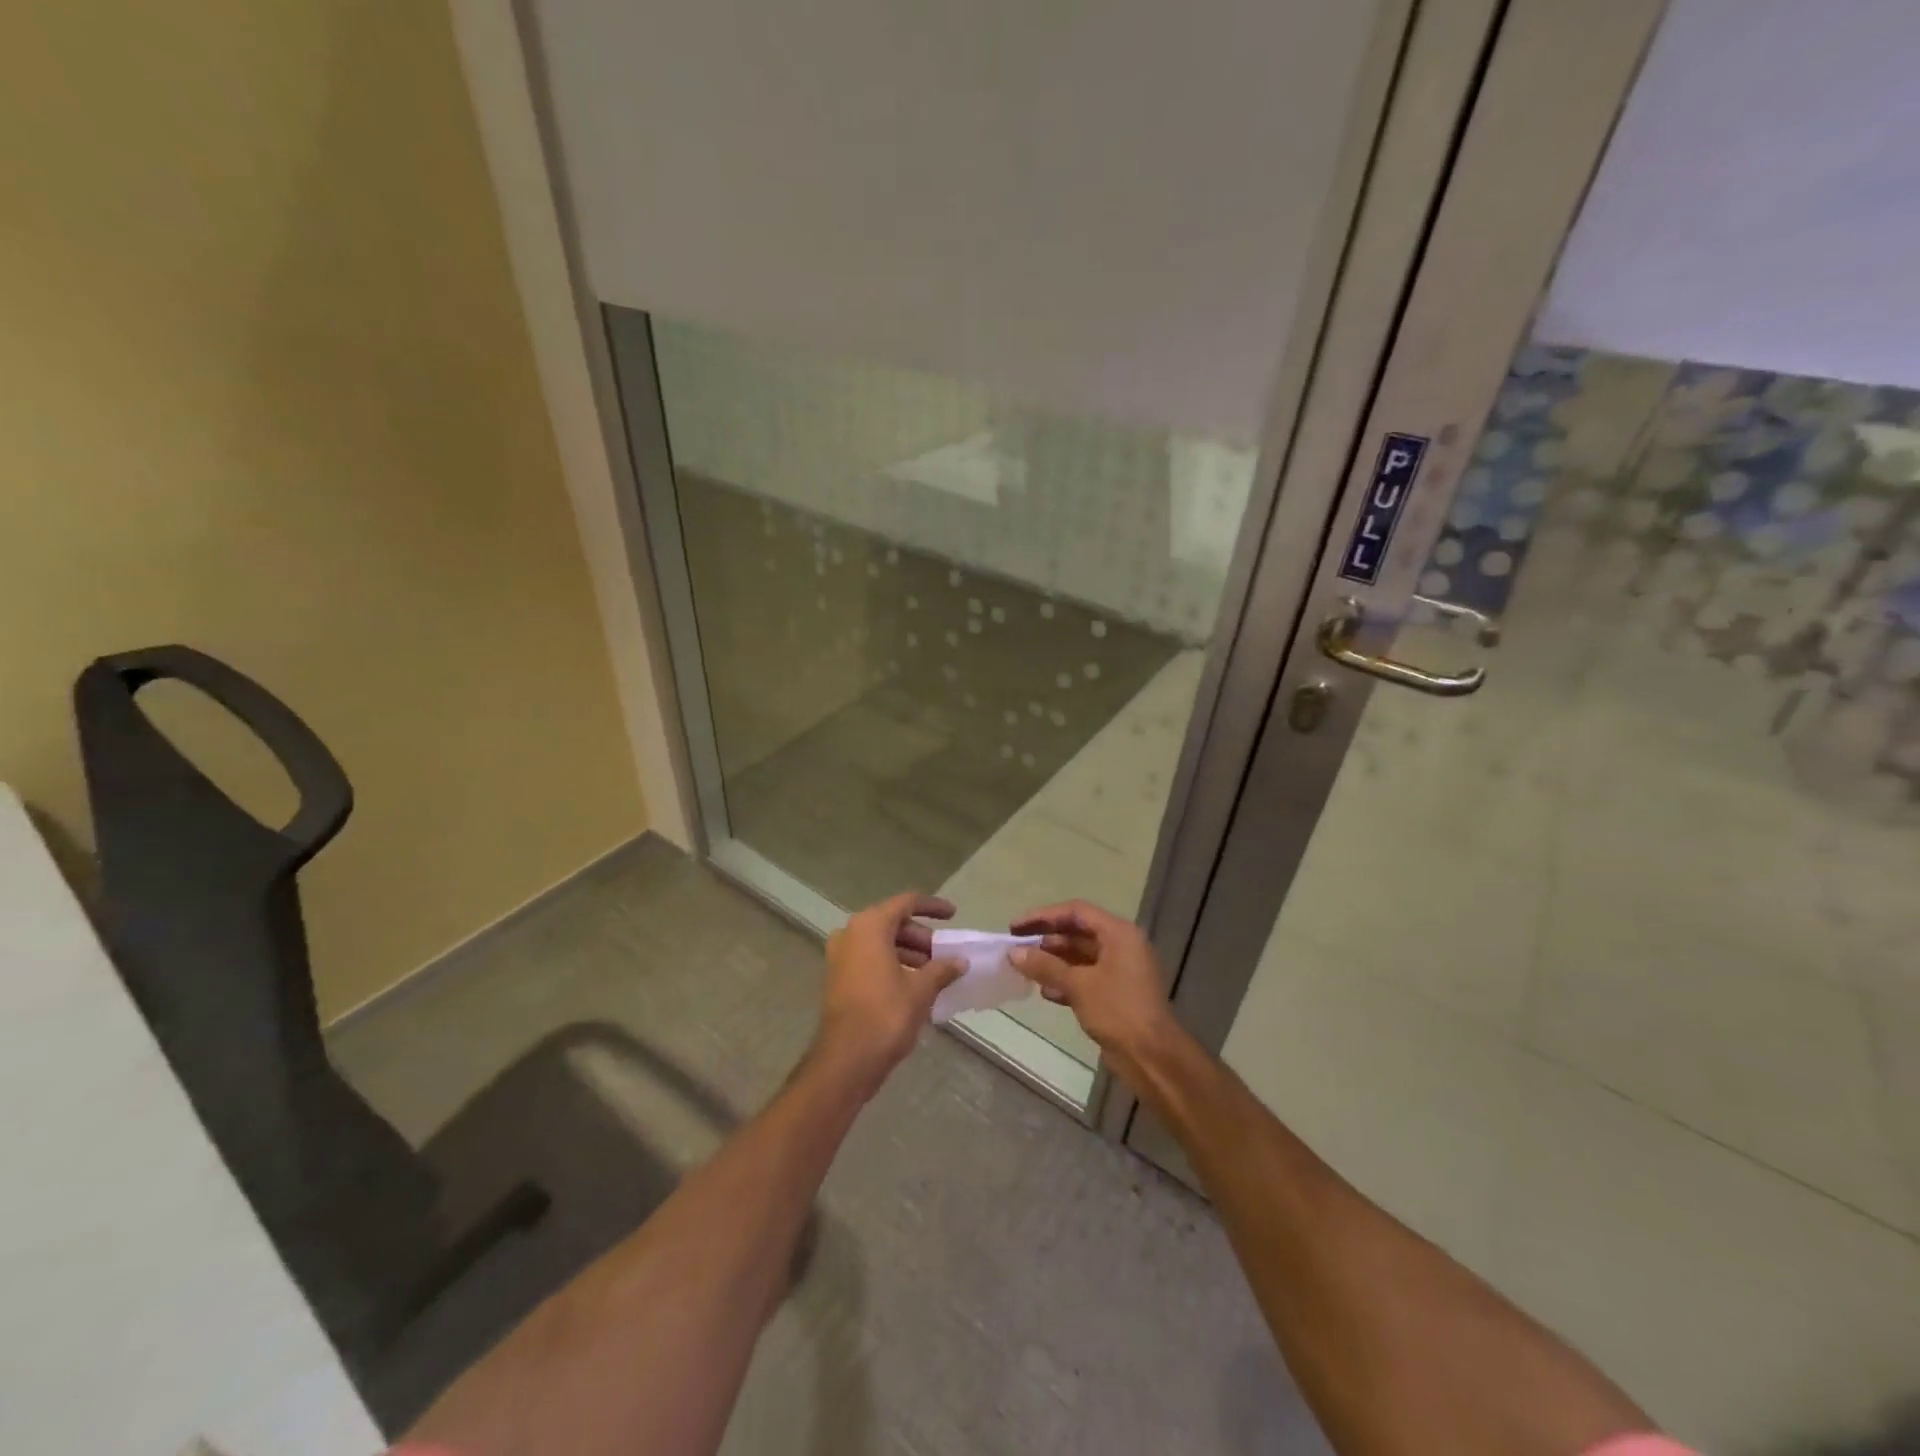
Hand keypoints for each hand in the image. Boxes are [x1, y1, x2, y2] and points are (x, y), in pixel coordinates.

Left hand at [815, 892, 965, 1098]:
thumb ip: (942, 969)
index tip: (953, 915)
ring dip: (908, 953)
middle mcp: (851, 934)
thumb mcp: (921, 989)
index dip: (932, 907)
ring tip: (934, 973)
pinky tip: (914, 985)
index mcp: (870, 926)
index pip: (906, 903)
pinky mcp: (838, 978)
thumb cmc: (885, 1015)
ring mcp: (840, 956)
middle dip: (921, 937)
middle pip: (892, 923)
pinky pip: (870, 960)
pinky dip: (892, 965)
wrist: (846, 1059)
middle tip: (945, 954)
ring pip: (881, 943)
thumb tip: (960, 961)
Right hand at [1008, 900, 1181, 1083]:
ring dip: (1053, 962)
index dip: (1043, 916)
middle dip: (1046, 939)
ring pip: (1080, 956)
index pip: (1076, 912)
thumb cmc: (1118, 1011)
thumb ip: (1045, 966)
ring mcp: (1120, 970)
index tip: (1015, 927)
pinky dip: (1066, 981)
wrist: (1152, 1057)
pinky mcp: (1115, 993)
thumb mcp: (1078, 985)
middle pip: (1077, 932)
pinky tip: (1046, 992)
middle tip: (1016, 947)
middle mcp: (1121, 946)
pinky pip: (1086, 977)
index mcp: (1119, 933)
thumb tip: (1013, 953)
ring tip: (1026, 969)